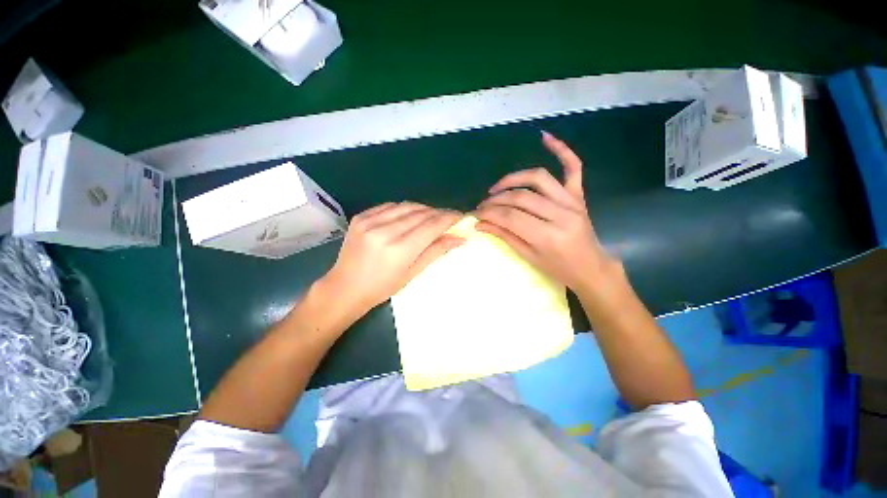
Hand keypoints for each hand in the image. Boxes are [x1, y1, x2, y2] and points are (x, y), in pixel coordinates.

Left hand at [323, 202, 463, 315]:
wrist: (344, 287)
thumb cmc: (381, 287)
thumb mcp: (412, 273)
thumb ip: (436, 251)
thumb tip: (459, 238)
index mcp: (399, 250)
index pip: (431, 226)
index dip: (449, 219)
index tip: (461, 216)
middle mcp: (385, 231)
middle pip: (421, 213)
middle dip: (439, 213)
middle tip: (449, 218)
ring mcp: (370, 221)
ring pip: (407, 206)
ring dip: (424, 209)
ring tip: (433, 216)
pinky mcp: (361, 216)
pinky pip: (391, 205)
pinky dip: (405, 208)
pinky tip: (411, 215)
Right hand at [475, 132, 617, 292]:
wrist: (590, 267)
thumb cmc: (558, 269)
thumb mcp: (528, 257)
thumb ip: (505, 236)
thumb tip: (480, 223)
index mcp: (548, 236)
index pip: (510, 217)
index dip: (488, 213)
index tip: (474, 213)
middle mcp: (561, 214)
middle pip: (521, 197)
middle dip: (496, 200)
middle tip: (483, 205)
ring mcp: (572, 201)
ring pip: (538, 178)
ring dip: (513, 179)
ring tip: (496, 188)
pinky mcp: (579, 195)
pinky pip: (573, 167)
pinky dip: (561, 150)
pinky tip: (545, 138)